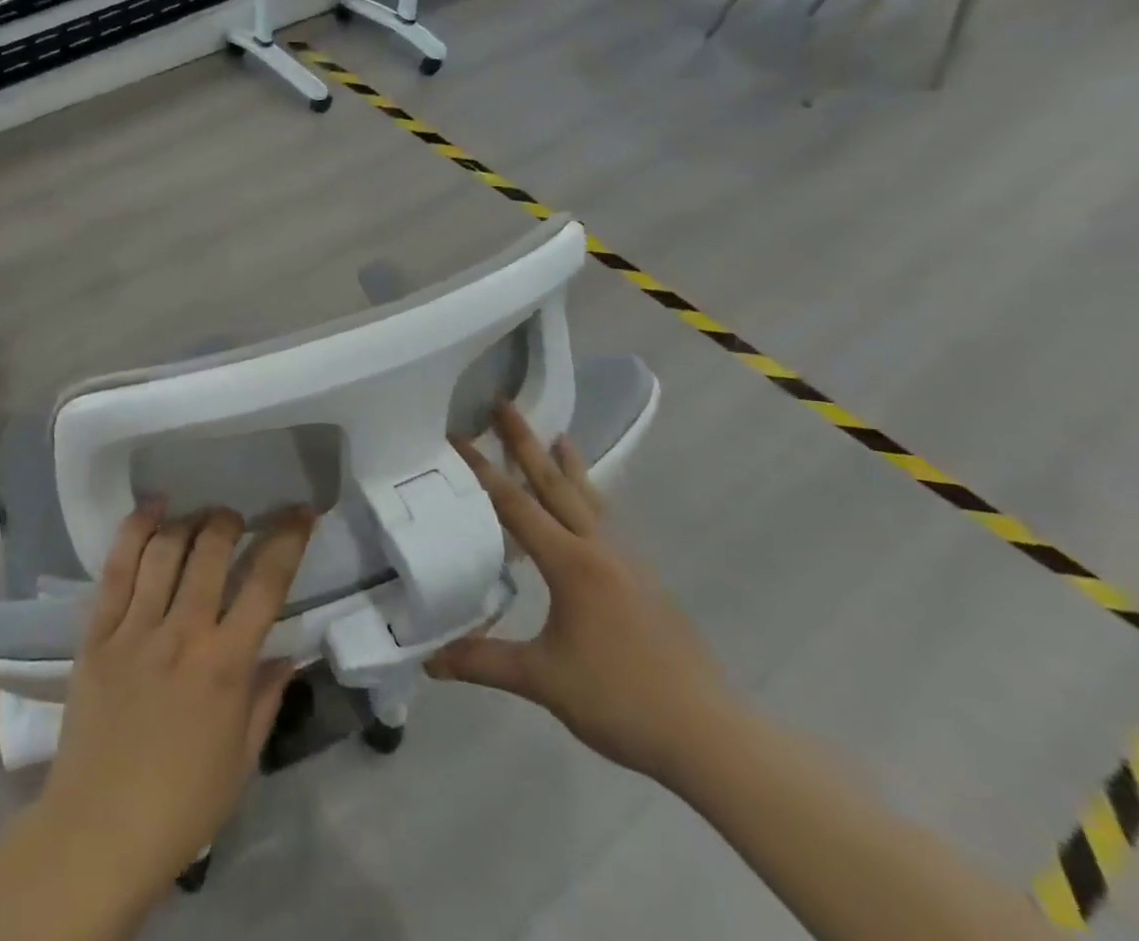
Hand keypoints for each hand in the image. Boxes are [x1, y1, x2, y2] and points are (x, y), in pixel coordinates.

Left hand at [36, 505, 314, 898]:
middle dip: (229, 521)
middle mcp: (184, 633)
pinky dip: (135, 530)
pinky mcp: (97, 632)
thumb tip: (287, 655)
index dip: (288, 539)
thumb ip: (266, 699)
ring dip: (188, 521)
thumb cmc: (181, 805)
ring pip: (165, 549)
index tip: (299, 512)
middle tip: (235, 520)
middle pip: (212, 550)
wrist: (98, 833)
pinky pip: (116, 568)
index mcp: (226, 665)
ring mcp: (136, 628)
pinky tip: (151, 510)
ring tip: (198, 517)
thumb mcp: (241, 760)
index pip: (267, 583)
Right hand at [426, 404, 731, 782]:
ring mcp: (627, 562)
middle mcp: (599, 549)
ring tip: (559, 435)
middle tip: (505, 403)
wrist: (709, 735)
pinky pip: (607, 523)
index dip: (480, 470)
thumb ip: (483, 661)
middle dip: (526, 442)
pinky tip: (588, 508)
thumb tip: (429, 661)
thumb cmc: (621, 700)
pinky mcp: (644, 581)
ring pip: (590, 499)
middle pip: (556, 483)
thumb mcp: (543, 680)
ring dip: (568, 465)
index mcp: (571, 563)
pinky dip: (590, 498)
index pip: (514, 504)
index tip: (455, 436)